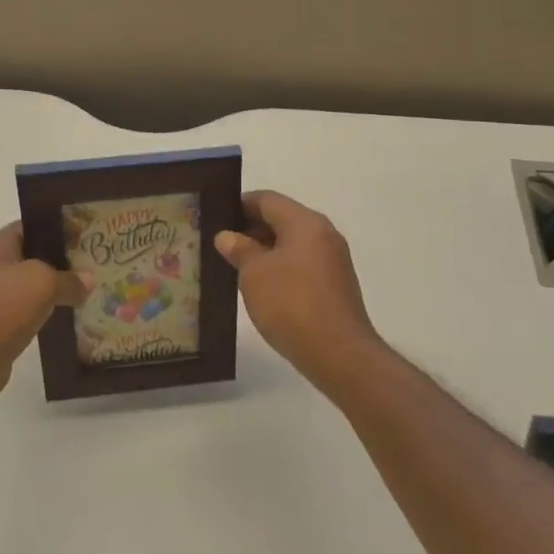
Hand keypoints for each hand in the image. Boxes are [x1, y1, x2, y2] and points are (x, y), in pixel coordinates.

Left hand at [0, 223, 87, 414]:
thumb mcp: (41, 284)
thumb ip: (68, 278)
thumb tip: (87, 281)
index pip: (33, 226)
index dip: (61, 227)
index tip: (91, 234)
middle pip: (35, 255)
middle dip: (65, 259)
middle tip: (99, 262)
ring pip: (34, 285)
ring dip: (59, 288)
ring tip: (93, 288)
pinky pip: (30, 309)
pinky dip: (49, 311)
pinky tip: (74, 315)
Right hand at [215, 191, 384, 390]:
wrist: (338, 353)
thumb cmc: (291, 304)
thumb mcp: (254, 274)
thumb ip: (239, 249)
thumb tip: (228, 236)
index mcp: (305, 223)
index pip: (267, 199)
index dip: (238, 205)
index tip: (214, 218)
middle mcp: (323, 234)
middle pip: (281, 219)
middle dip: (249, 229)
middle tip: (218, 243)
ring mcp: (332, 261)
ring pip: (291, 244)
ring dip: (263, 250)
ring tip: (233, 266)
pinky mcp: (334, 285)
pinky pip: (301, 265)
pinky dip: (279, 268)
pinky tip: (259, 287)